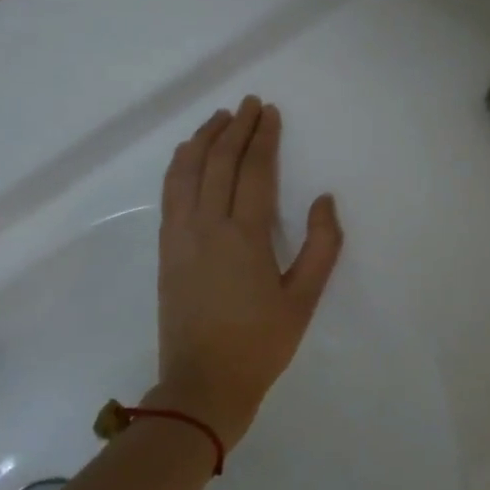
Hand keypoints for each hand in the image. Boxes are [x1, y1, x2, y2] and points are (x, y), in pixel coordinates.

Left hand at [151, 96, 342, 448]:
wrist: (203, 385)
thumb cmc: (261, 344)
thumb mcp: (304, 299)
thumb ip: (321, 246)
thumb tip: (324, 200)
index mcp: (245, 237)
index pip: (254, 172)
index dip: (263, 138)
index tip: (269, 112)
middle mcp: (207, 227)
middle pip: (219, 163)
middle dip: (235, 128)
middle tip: (249, 104)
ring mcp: (180, 237)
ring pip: (187, 172)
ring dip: (203, 140)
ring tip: (218, 118)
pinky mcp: (166, 250)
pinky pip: (170, 194)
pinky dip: (179, 166)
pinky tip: (187, 155)